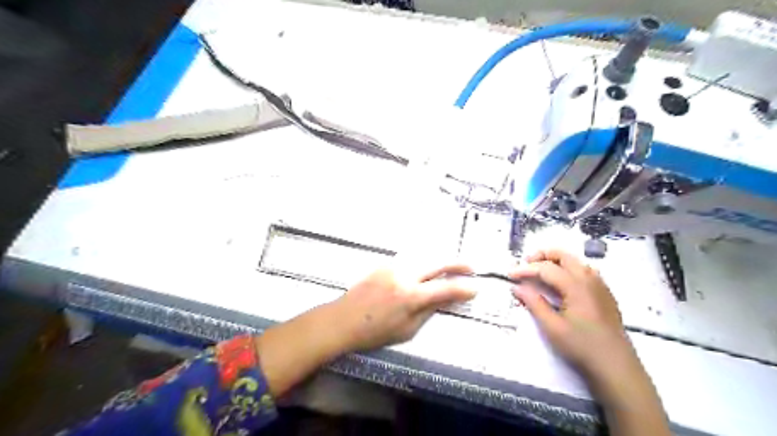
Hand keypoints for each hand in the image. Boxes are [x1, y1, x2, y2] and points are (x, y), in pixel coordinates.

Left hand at [334, 264, 480, 351]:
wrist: (343, 319)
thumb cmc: (375, 332)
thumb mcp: (407, 330)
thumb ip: (429, 311)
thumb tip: (447, 299)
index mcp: (411, 296)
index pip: (445, 289)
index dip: (463, 288)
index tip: (475, 288)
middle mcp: (404, 275)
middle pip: (437, 263)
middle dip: (457, 264)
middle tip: (471, 267)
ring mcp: (393, 266)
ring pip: (423, 258)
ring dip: (439, 262)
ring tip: (451, 268)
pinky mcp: (384, 263)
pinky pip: (409, 261)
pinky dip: (421, 264)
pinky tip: (424, 271)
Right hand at [511, 252, 674, 435]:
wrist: (615, 366)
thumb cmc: (581, 346)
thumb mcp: (552, 327)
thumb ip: (534, 303)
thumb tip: (517, 287)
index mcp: (576, 285)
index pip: (545, 268)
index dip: (525, 269)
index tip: (510, 275)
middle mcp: (589, 279)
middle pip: (562, 255)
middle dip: (541, 255)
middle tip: (525, 265)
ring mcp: (599, 284)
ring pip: (574, 261)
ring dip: (555, 261)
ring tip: (540, 272)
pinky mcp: (604, 293)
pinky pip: (584, 270)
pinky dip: (568, 269)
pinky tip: (561, 283)